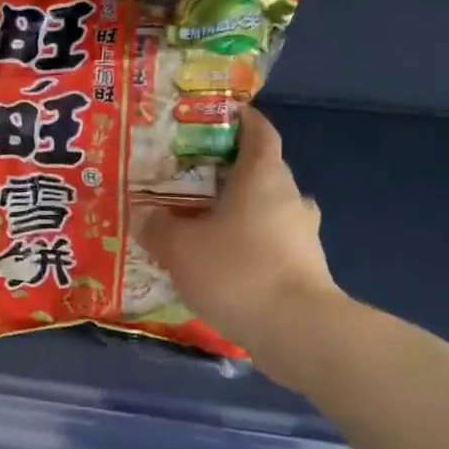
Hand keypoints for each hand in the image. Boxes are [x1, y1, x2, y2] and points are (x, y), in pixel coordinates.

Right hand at [137, 106, 341, 349]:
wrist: (297, 330)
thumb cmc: (236, 270)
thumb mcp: (179, 247)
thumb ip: (157, 226)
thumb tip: (143, 214)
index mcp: (262, 176)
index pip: (259, 131)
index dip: (240, 120)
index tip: (215, 118)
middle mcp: (289, 196)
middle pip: (260, 171)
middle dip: (227, 173)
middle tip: (188, 179)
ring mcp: (302, 234)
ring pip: (266, 210)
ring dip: (237, 213)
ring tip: (200, 224)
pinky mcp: (305, 268)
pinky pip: (270, 244)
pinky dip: (247, 245)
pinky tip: (220, 264)